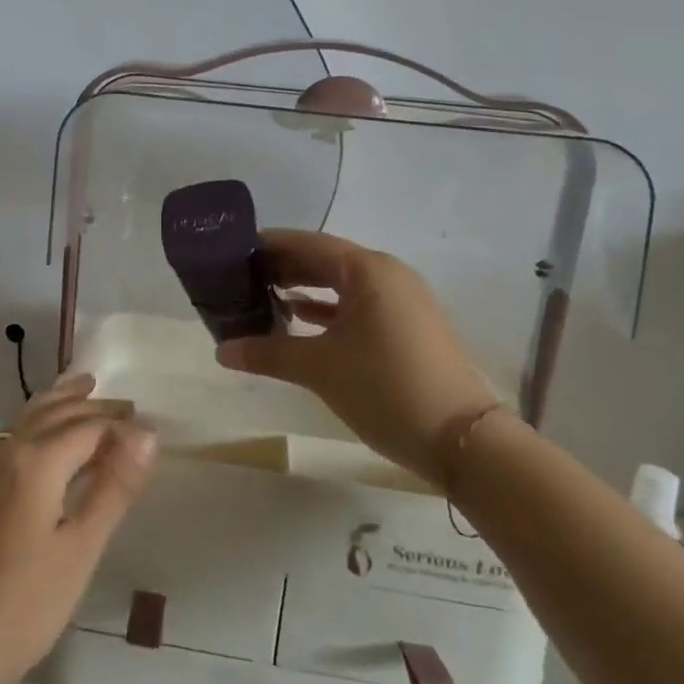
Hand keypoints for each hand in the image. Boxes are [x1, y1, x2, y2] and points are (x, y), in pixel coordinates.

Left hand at [0, 374, 156, 683]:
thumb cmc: (24, 604)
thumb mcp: (81, 548)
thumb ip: (114, 486)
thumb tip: (147, 433)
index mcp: (36, 461)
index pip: (88, 426)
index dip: (122, 425)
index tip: (151, 428)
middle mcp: (7, 452)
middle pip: (56, 413)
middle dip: (93, 405)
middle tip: (128, 405)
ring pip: (27, 416)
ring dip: (59, 400)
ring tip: (83, 386)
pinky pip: (10, 435)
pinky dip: (35, 419)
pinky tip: (41, 434)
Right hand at [215, 229, 495, 481]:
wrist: (462, 441)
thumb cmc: (385, 388)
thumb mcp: (319, 369)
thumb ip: (267, 353)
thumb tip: (221, 350)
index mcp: (367, 269)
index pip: (306, 243)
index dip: (267, 246)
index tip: (231, 252)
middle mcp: (387, 274)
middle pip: (324, 259)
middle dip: (282, 267)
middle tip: (239, 277)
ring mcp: (402, 300)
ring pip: (341, 283)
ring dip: (303, 288)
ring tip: (260, 296)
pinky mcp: (407, 325)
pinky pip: (358, 304)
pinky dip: (327, 309)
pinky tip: (298, 318)